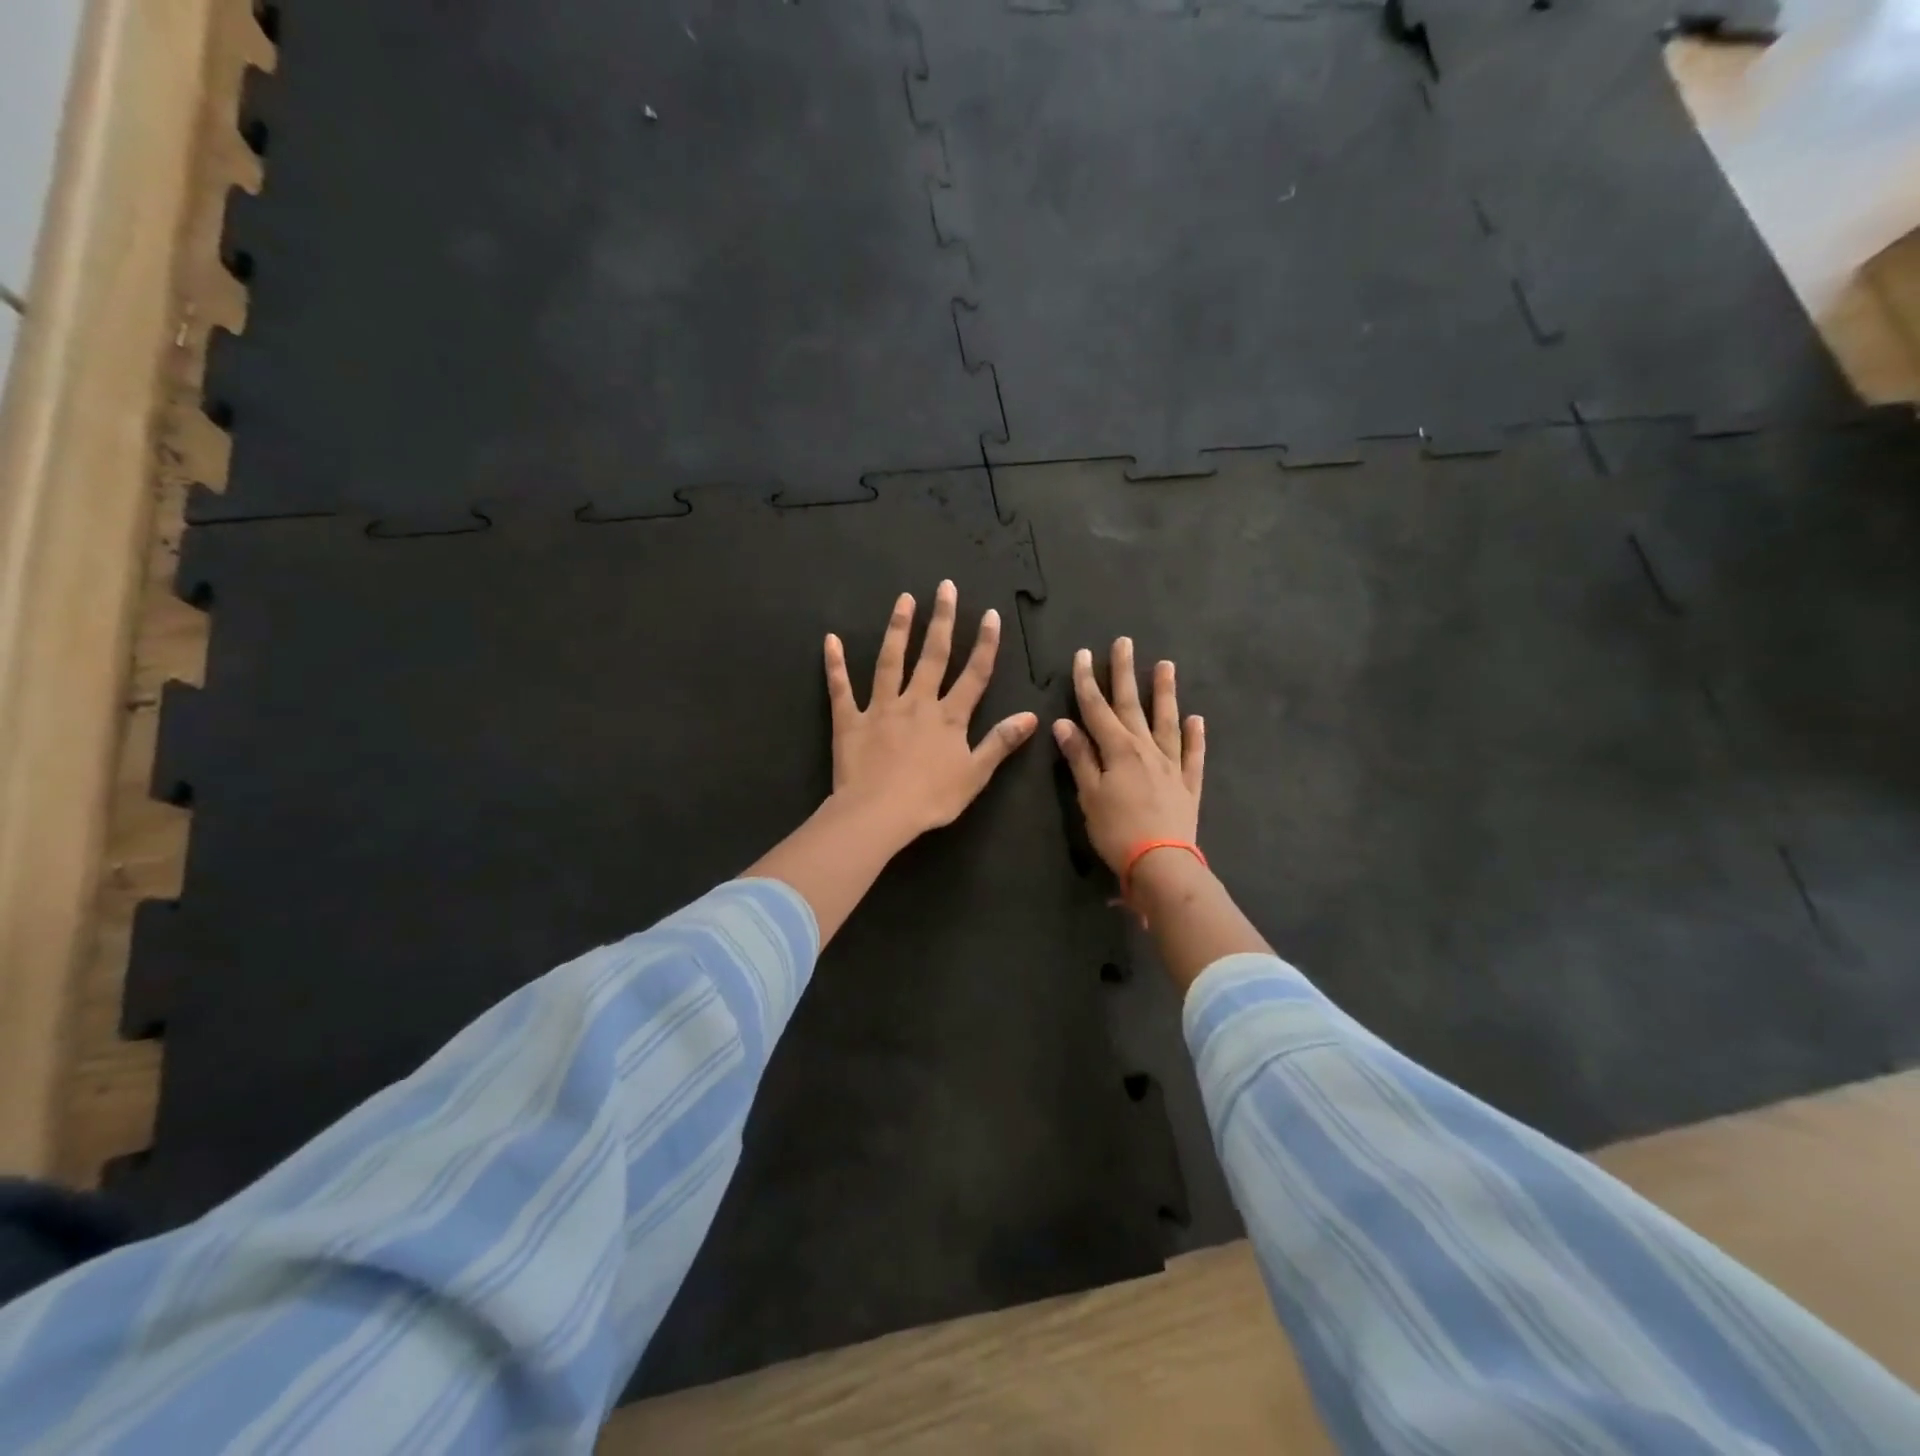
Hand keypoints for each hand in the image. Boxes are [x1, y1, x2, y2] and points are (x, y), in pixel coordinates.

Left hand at [824, 580, 1039, 845]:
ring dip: (898, 629)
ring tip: (904, 600)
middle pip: (933, 656)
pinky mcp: (850, 721)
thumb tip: (1031, 716)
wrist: (879, 814)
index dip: (985, 644)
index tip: (991, 614)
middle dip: (942, 620)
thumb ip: (1000, 742)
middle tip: (945, 587)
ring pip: (890, 662)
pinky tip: (830, 640)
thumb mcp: (975, 774)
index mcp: (948, 717)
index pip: (973, 674)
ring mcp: (881, 708)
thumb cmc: (931, 799)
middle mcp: (917, 702)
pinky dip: (835, 664)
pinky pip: (841, 689)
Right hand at [1053, 638, 1205, 874]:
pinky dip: (1195, 736)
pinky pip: (1193, 754)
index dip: (1087, 681)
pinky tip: (1196, 719)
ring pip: (1167, 721)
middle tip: (1124, 642)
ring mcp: (1171, 765)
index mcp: (1117, 750)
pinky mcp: (1188, 785)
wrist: (1161, 864)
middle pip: (1132, 705)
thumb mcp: (1088, 795)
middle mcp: (1146, 749)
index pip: (1097, 708)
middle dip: (1124, 673)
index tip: (1082, 655)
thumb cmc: (1117, 831)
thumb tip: (1064, 723)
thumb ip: (1079, 757)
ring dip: (1164, 693)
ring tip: (1166, 666)